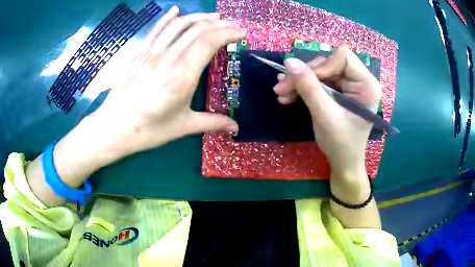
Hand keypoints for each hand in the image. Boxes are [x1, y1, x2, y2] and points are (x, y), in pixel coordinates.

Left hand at [26, 7, 244, 206]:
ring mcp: (151, 53)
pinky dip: (168, 17)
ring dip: (199, 17)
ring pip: (178, 24)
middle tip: (233, 26)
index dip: (228, 33)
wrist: (113, 127)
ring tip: (215, 17)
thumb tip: (236, 128)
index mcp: (181, 77)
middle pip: (197, 30)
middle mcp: (167, 59)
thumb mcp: (182, 127)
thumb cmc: (147, 130)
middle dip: (220, 24)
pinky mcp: (139, 52)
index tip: (241, 33)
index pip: (208, 42)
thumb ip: (211, 122)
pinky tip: (177, 10)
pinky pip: (156, 29)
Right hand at [273, 46, 381, 177]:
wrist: (343, 162)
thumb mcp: (325, 115)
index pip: (343, 57)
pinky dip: (302, 87)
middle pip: (328, 63)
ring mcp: (348, 85)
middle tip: (281, 89)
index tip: (305, 82)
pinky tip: (288, 94)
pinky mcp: (339, 91)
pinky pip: (318, 81)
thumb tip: (289, 61)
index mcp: (366, 84)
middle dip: (304, 75)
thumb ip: (309, 87)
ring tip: (281, 94)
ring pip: (320, 72)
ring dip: (299, 82)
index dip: (322, 66)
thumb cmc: (341, 143)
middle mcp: (359, 80)